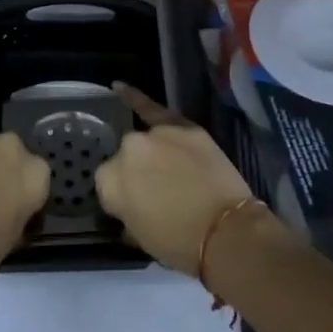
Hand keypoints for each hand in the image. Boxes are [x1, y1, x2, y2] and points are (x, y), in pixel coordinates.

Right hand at [96, 84, 259, 273]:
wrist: (225, 231)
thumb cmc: (179, 244)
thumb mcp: (139, 235)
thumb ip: (126, 209)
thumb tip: (132, 199)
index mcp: (110, 181)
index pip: (107, 183)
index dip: (123, 196)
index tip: (138, 207)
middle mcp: (127, 150)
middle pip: (125, 157)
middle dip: (137, 172)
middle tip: (156, 192)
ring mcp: (155, 133)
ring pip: (145, 140)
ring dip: (151, 151)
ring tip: (167, 169)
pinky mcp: (183, 125)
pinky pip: (154, 108)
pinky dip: (135, 97)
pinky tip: (119, 87)